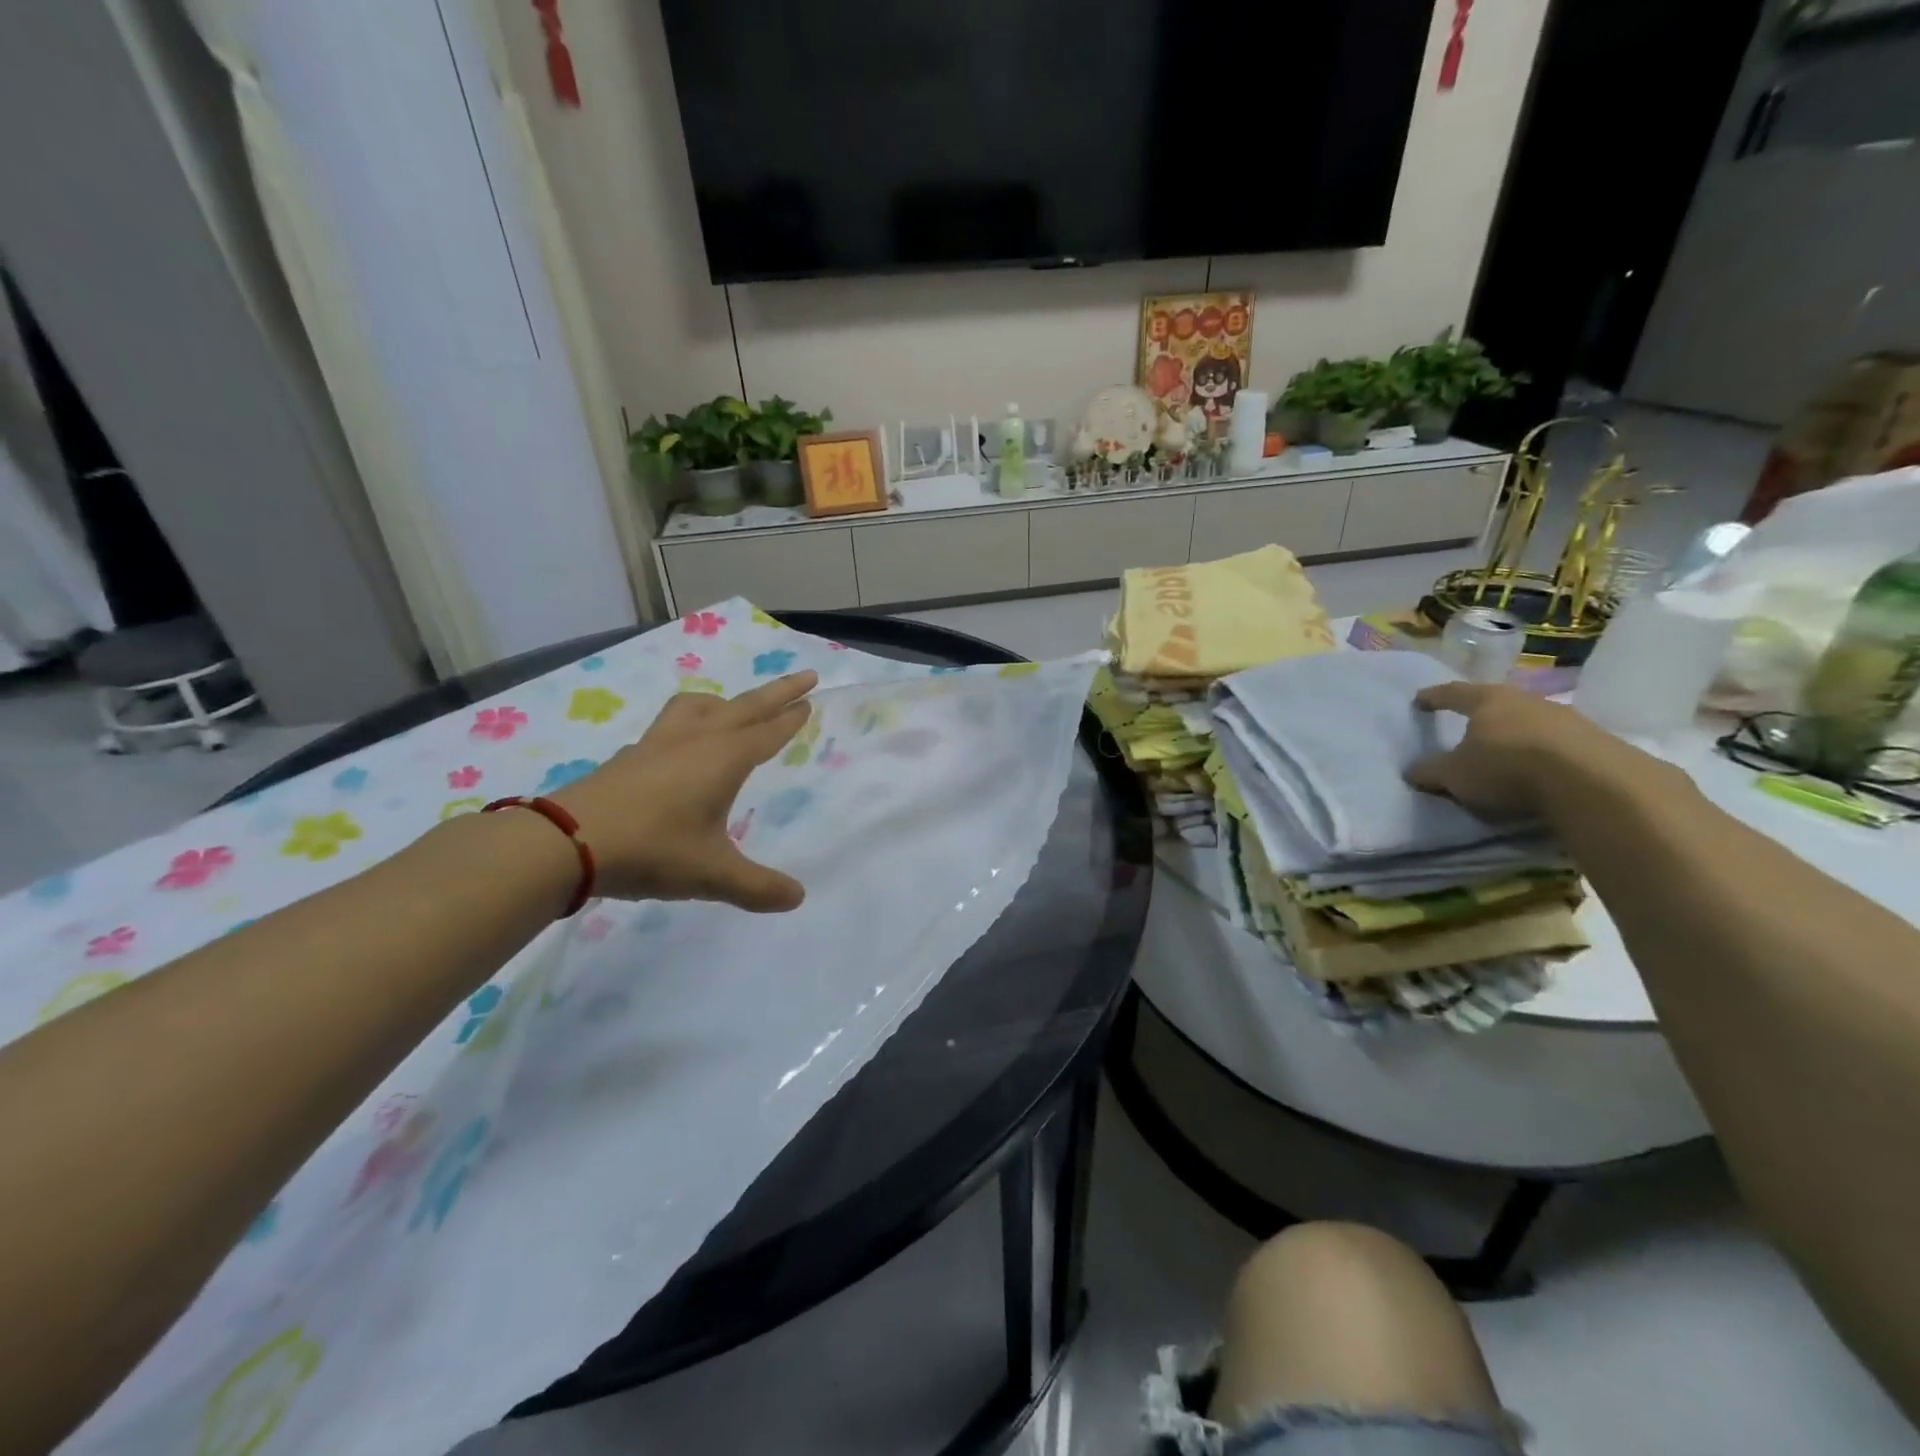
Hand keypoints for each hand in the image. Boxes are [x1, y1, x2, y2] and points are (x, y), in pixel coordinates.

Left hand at [549, 672, 816, 910]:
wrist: (567, 842)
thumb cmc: (652, 850)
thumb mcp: (712, 875)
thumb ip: (758, 886)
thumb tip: (797, 898)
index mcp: (724, 759)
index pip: (768, 731)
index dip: (791, 717)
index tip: (809, 699)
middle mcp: (696, 740)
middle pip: (745, 706)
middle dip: (778, 692)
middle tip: (806, 677)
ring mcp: (659, 743)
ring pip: (700, 707)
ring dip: (726, 701)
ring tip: (735, 708)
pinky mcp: (631, 755)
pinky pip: (670, 724)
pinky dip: (690, 722)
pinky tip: (681, 746)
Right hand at [1404, 682, 1623, 819]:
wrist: (1591, 782)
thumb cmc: (1505, 767)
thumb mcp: (1454, 775)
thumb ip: (1430, 771)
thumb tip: (1412, 771)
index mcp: (1487, 700)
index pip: (1453, 693)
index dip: (1434, 697)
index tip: (1420, 700)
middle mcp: (1526, 700)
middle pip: (1496, 703)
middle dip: (1481, 715)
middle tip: (1467, 726)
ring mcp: (1565, 718)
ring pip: (1530, 722)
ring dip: (1516, 735)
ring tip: (1505, 754)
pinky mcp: (1595, 741)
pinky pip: (1557, 743)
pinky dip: (1542, 753)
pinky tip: (1539, 770)